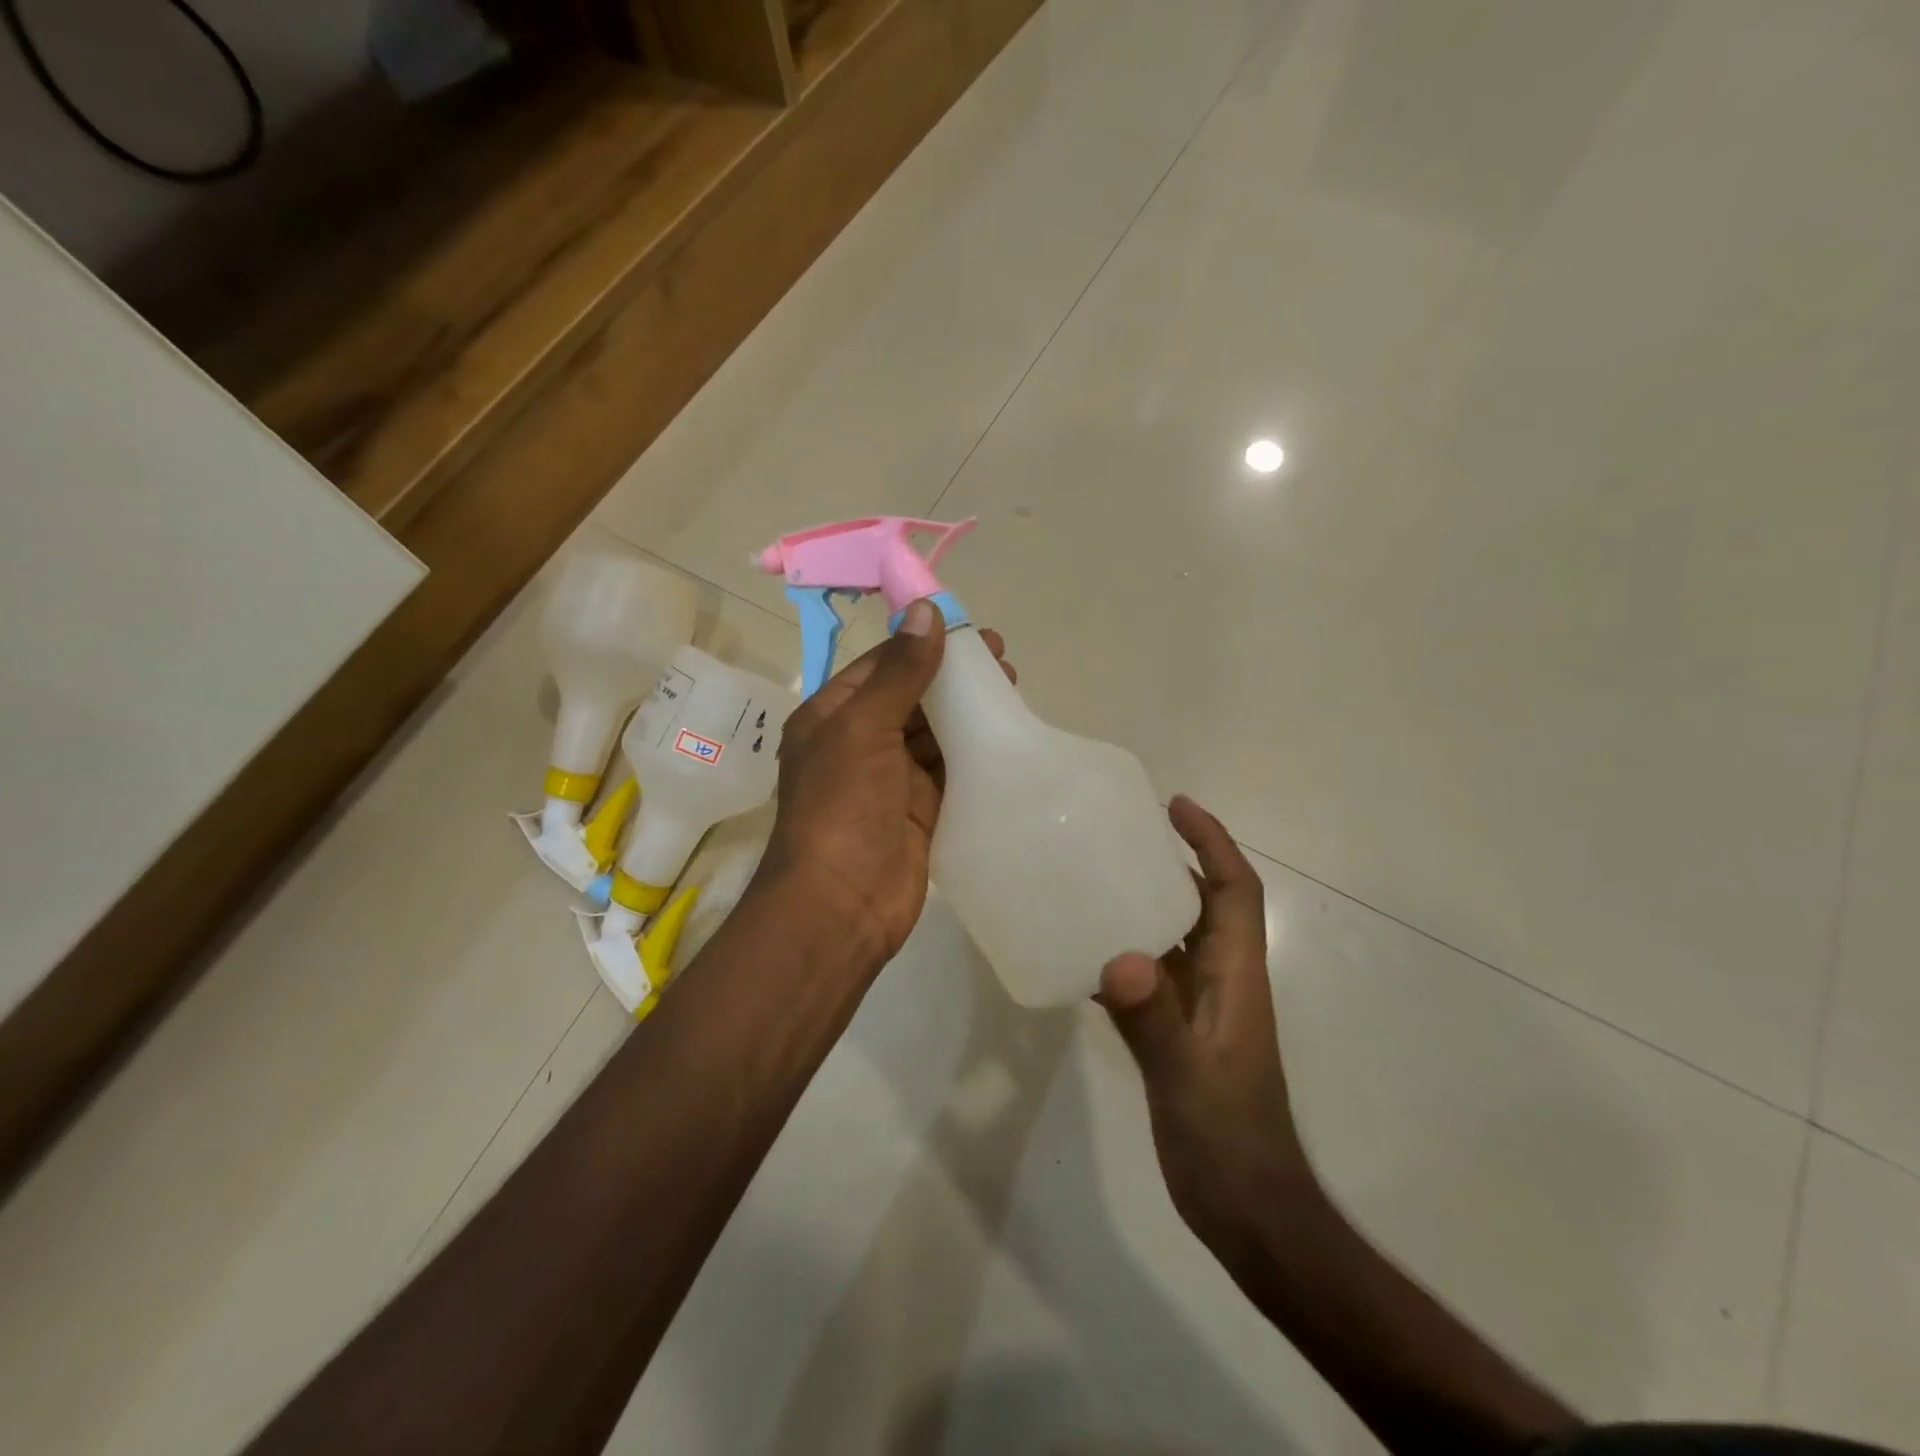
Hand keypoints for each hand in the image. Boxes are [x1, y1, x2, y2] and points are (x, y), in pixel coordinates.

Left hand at [758, 601, 1014, 970]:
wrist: (840, 905)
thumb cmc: (842, 807)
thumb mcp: (864, 728)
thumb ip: (899, 672)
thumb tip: (925, 611)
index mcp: (833, 716)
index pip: (882, 665)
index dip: (923, 643)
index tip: (970, 630)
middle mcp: (859, 742)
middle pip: (911, 696)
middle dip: (953, 677)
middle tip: (1004, 661)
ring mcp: (891, 779)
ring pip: (934, 733)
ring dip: (967, 712)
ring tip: (1013, 690)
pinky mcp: (920, 810)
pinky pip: (949, 770)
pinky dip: (973, 752)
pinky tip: (1005, 735)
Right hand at [1100, 796, 1318, 1264]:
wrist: (1248, 1211)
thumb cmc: (1229, 1140)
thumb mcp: (1189, 1079)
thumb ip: (1155, 1020)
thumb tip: (1119, 957)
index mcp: (1236, 976)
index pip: (1235, 890)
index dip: (1213, 842)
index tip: (1176, 806)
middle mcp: (1220, 981)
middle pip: (1203, 902)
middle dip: (1175, 858)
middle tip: (1122, 831)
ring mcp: (1198, 1008)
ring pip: (1174, 935)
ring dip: (1144, 900)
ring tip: (1094, 874)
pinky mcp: (1175, 1033)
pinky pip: (1148, 975)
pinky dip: (1121, 951)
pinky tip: (1081, 950)